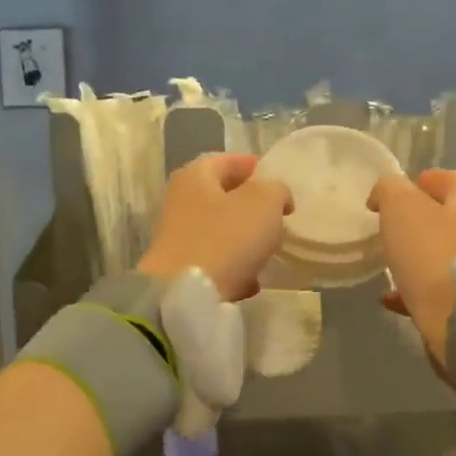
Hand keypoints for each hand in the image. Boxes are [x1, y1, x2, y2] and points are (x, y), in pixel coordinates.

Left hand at [139, 154, 291, 301]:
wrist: (185, 294)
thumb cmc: (226, 238)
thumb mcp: (264, 203)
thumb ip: (276, 190)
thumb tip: (276, 197)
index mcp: (196, 176)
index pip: (227, 161)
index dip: (253, 167)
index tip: (275, 180)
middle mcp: (181, 202)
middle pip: (222, 197)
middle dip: (250, 207)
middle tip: (277, 217)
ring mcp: (178, 238)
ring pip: (220, 232)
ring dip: (243, 240)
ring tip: (268, 251)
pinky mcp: (181, 270)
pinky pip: (215, 262)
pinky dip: (233, 268)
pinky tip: (251, 282)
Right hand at [368, 169, 455, 372]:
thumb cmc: (431, 252)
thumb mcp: (401, 208)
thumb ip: (390, 190)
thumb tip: (384, 194)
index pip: (451, 180)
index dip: (424, 180)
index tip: (399, 190)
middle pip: (448, 218)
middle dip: (420, 219)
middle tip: (390, 225)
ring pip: (442, 254)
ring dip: (416, 255)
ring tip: (389, 260)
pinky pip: (436, 289)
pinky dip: (414, 289)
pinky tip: (391, 297)